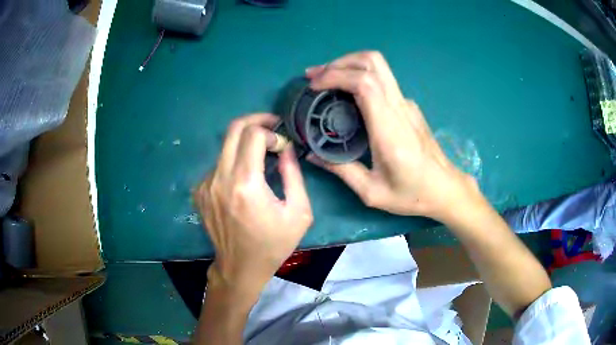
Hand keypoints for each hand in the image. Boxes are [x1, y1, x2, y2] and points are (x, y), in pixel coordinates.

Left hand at [195, 113, 312, 294]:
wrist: (240, 267)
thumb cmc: (273, 244)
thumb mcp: (299, 213)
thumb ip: (293, 175)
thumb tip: (286, 149)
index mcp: (246, 185)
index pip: (253, 135)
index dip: (271, 133)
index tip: (282, 146)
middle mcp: (220, 179)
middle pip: (233, 130)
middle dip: (255, 122)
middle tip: (271, 127)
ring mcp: (205, 184)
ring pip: (225, 146)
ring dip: (244, 145)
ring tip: (261, 157)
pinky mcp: (199, 191)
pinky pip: (218, 164)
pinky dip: (233, 162)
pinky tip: (243, 180)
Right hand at [306, 51, 478, 222]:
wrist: (445, 189)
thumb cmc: (412, 194)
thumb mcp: (372, 192)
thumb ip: (341, 170)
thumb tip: (312, 154)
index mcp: (389, 129)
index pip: (365, 83)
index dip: (336, 75)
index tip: (314, 85)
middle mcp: (400, 108)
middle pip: (373, 62)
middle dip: (340, 62)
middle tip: (315, 76)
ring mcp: (406, 104)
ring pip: (379, 66)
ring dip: (349, 65)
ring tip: (326, 78)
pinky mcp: (408, 106)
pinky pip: (382, 80)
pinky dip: (360, 76)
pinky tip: (347, 94)